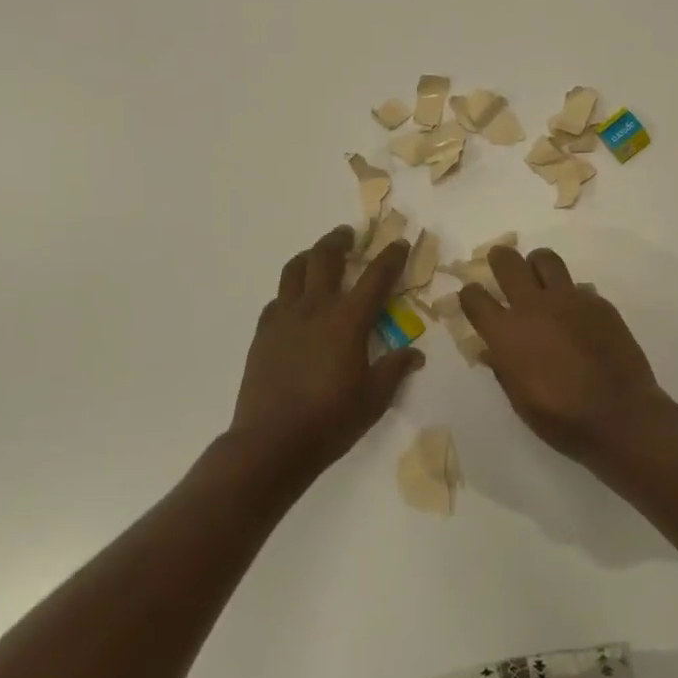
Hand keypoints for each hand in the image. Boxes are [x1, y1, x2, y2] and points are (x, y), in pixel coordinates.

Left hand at [230, 226, 422, 485]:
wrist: (271, 442)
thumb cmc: (330, 420)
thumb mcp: (374, 398)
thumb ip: (395, 369)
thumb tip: (415, 354)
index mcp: (348, 320)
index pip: (376, 277)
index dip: (391, 257)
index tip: (400, 243)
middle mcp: (315, 308)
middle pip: (325, 257)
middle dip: (340, 240)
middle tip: (349, 235)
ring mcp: (284, 318)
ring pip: (295, 270)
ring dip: (310, 256)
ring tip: (318, 256)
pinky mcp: (263, 333)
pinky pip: (277, 299)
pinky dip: (290, 291)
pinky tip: (295, 302)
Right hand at [458, 245, 670, 462]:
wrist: (619, 414)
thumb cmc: (562, 418)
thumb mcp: (520, 400)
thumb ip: (503, 368)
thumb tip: (491, 351)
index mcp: (507, 333)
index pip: (475, 297)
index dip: (470, 294)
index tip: (473, 296)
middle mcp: (533, 306)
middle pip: (508, 263)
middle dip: (499, 258)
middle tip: (500, 261)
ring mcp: (568, 299)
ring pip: (545, 259)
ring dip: (536, 264)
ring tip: (538, 277)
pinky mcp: (597, 302)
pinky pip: (577, 285)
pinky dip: (569, 293)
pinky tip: (575, 314)